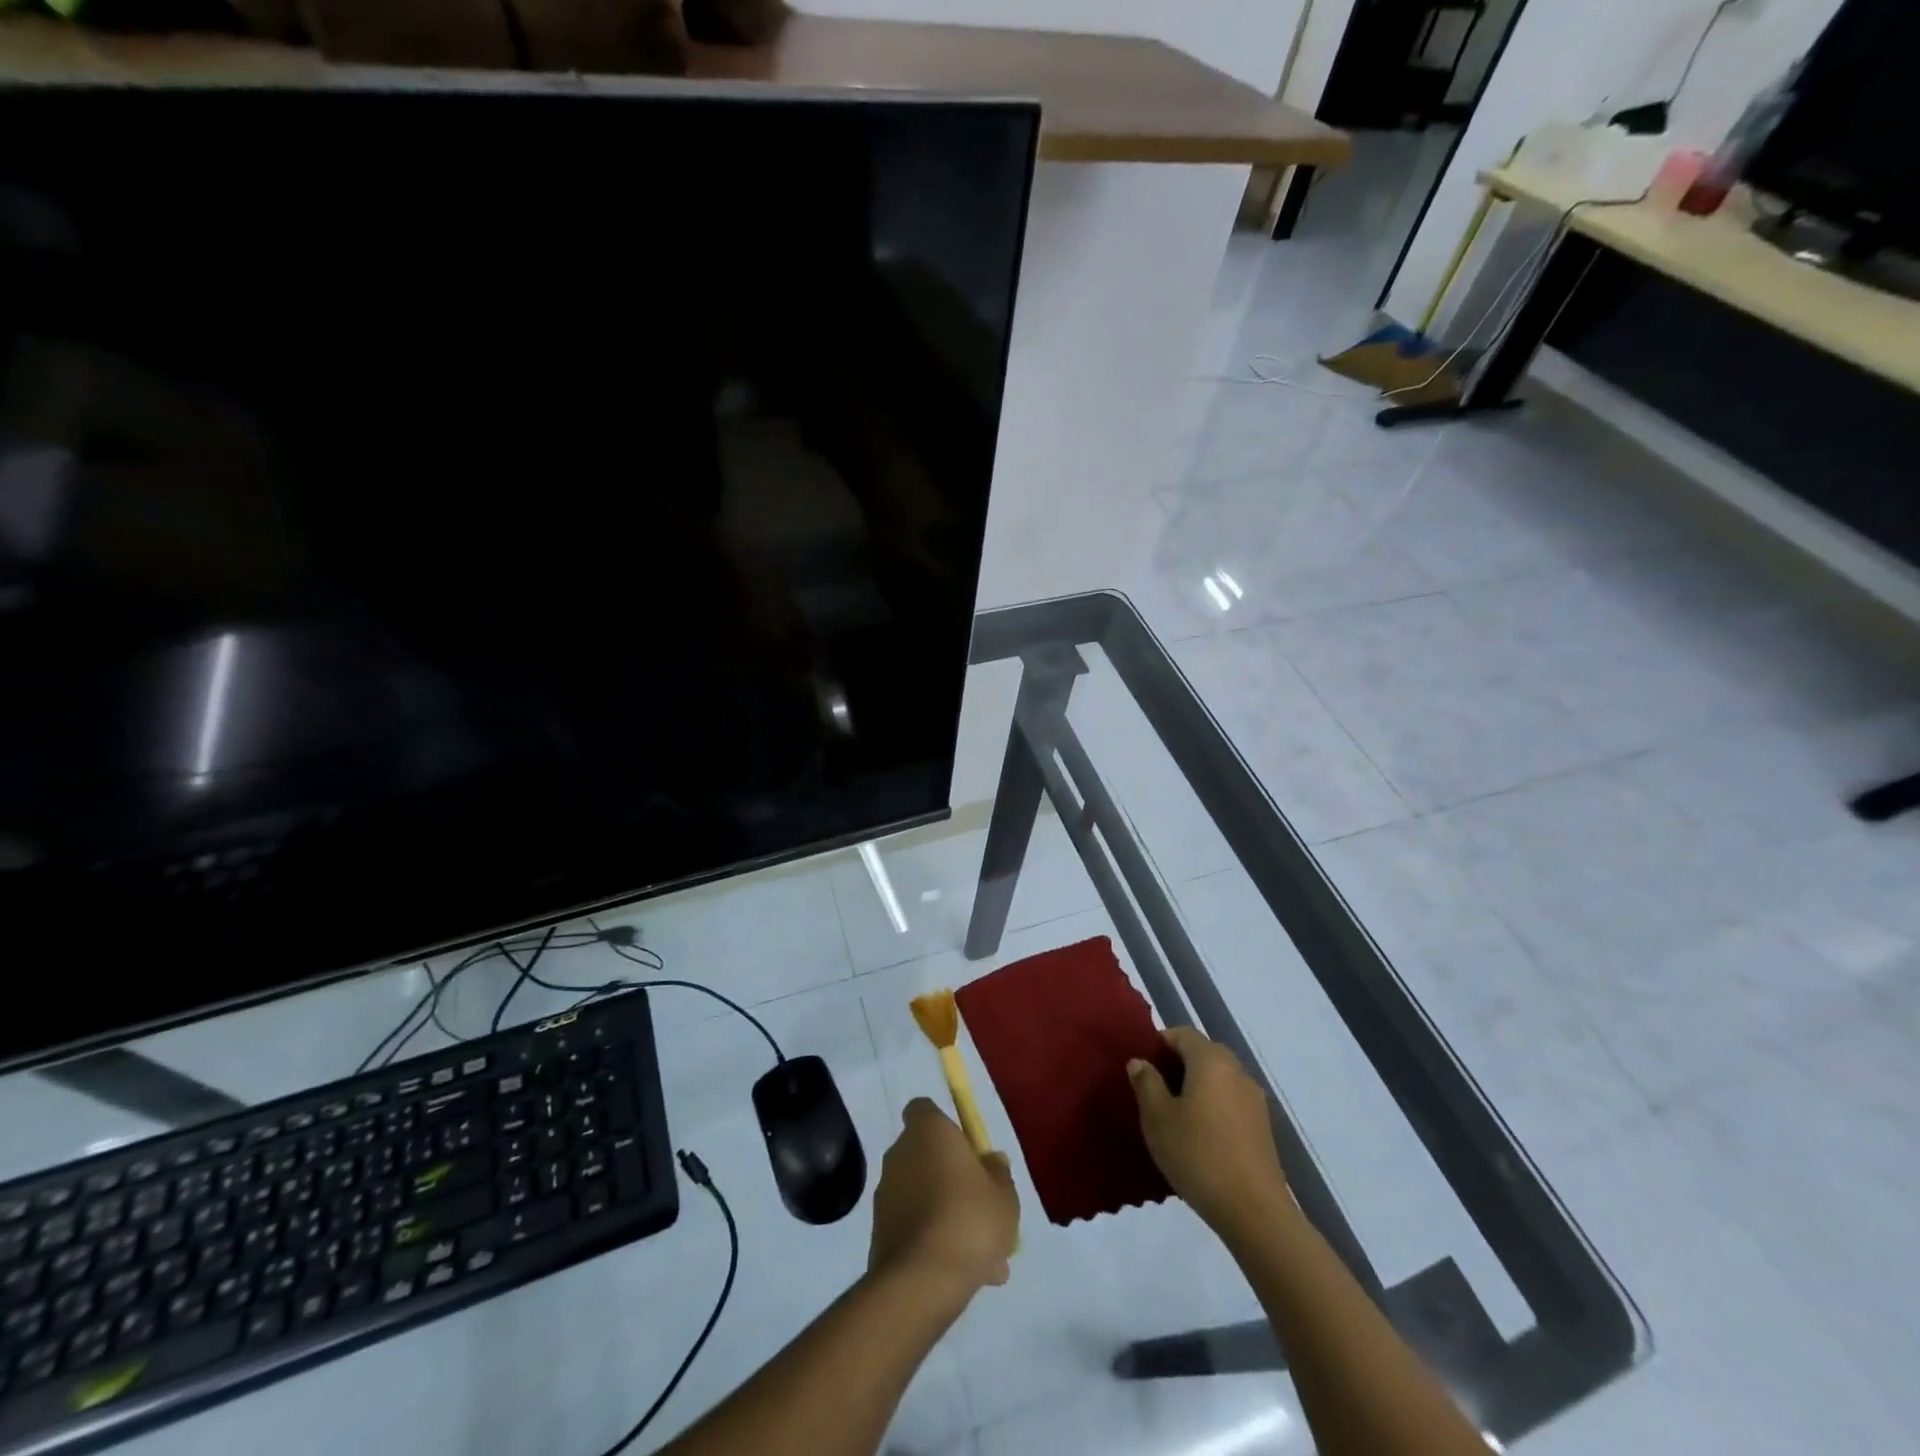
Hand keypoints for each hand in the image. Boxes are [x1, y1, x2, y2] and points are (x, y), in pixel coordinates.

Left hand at [869, 1099, 1019, 1295]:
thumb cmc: (969, 1219)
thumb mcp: (1004, 1195)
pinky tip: (962, 1275)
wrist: (922, 1280)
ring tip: (984, 1260)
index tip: (966, 1151)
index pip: (924, 1110)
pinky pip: (913, 1228)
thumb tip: (991, 1160)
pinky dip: (933, 1243)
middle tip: (981, 1211)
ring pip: (923, 1197)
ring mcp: (885, 1195)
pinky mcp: (878, 1233)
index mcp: (927, 1131)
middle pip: (926, 1156)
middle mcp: (899, 1154)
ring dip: (946, 1216)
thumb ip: (999, 1173)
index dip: (944, 1126)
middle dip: (951, 1180)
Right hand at [1129, 1027, 1288, 1233]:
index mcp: (1211, 1060)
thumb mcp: (1158, 1118)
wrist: (1254, 1212)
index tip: (1142, 1067)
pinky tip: (1199, 1136)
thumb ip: (1146, 1083)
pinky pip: (1230, 1101)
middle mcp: (1237, 1071)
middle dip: (1177, 1065)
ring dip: (1195, 1087)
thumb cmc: (1198, 1155)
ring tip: (1174, 1115)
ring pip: (1218, 1078)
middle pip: (1203, 1053)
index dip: (1159, 1043)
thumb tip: (1140, 1061)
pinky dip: (1212, 1106)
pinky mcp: (1263, 1127)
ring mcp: (1254, 1099)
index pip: (1182, 1033)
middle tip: (1153, 1090)